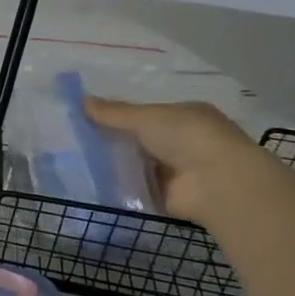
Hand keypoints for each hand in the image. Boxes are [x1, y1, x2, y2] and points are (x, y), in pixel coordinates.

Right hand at [83, 96, 269, 223]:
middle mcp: (185, 141)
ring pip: (139, 163)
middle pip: (142, 139)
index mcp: (186, 115)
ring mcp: (179, 170)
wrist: (217, 183)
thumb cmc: (187, 137)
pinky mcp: (170, 195)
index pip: (149, 113)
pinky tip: (94, 183)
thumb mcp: (146, 117)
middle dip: (115, 139)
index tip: (91, 117)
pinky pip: (139, 187)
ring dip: (116, 163)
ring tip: (78, 161)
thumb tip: (81, 100)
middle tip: (77, 139)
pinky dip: (122, 186)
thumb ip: (114, 113)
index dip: (121, 115)